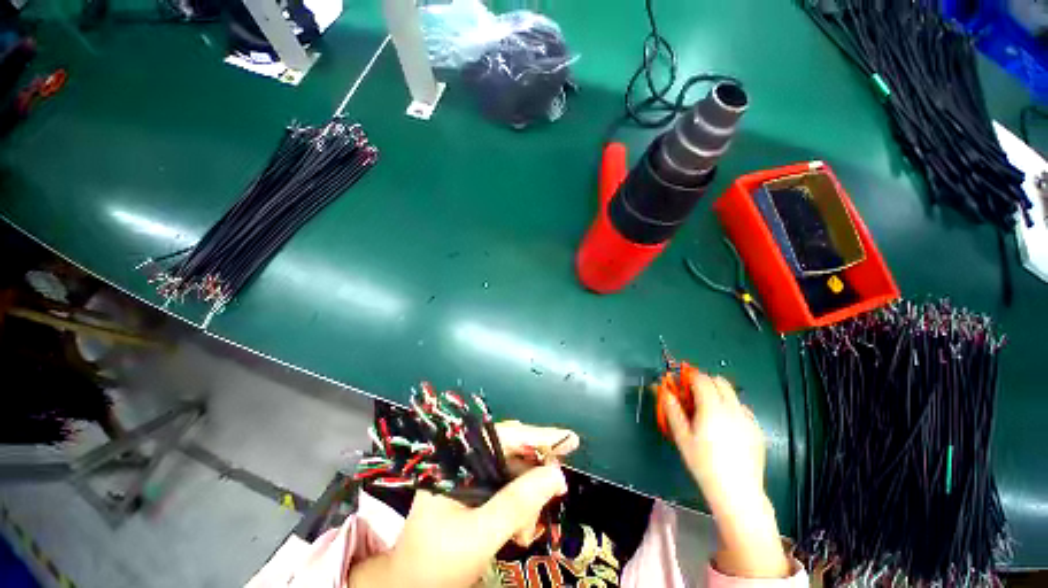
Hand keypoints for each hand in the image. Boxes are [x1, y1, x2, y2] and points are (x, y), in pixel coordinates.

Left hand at [348, 422, 578, 587]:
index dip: (537, 435)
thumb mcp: (479, 534)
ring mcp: (472, 477)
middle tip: (557, 491)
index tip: (569, 439)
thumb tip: (558, 475)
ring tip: (529, 530)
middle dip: (534, 475)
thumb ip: (517, 503)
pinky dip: (522, 508)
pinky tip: (524, 530)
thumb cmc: (437, 563)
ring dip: (529, 498)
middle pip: (512, 452)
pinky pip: (510, 490)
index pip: (503, 436)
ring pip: (515, 473)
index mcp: (457, 460)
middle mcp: (466, 461)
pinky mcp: (479, 493)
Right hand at [663, 371, 790, 578]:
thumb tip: (664, 390)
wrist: (737, 492)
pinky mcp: (757, 430)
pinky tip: (725, 428)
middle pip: (719, 381)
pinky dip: (730, 409)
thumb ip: (672, 410)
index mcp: (712, 408)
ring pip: (732, 394)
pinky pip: (742, 409)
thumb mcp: (682, 436)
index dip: (689, 377)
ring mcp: (748, 419)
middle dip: (704, 382)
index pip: (701, 379)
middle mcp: (733, 408)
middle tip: (692, 397)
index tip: (680, 385)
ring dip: (718, 394)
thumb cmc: (703, 463)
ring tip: (708, 414)